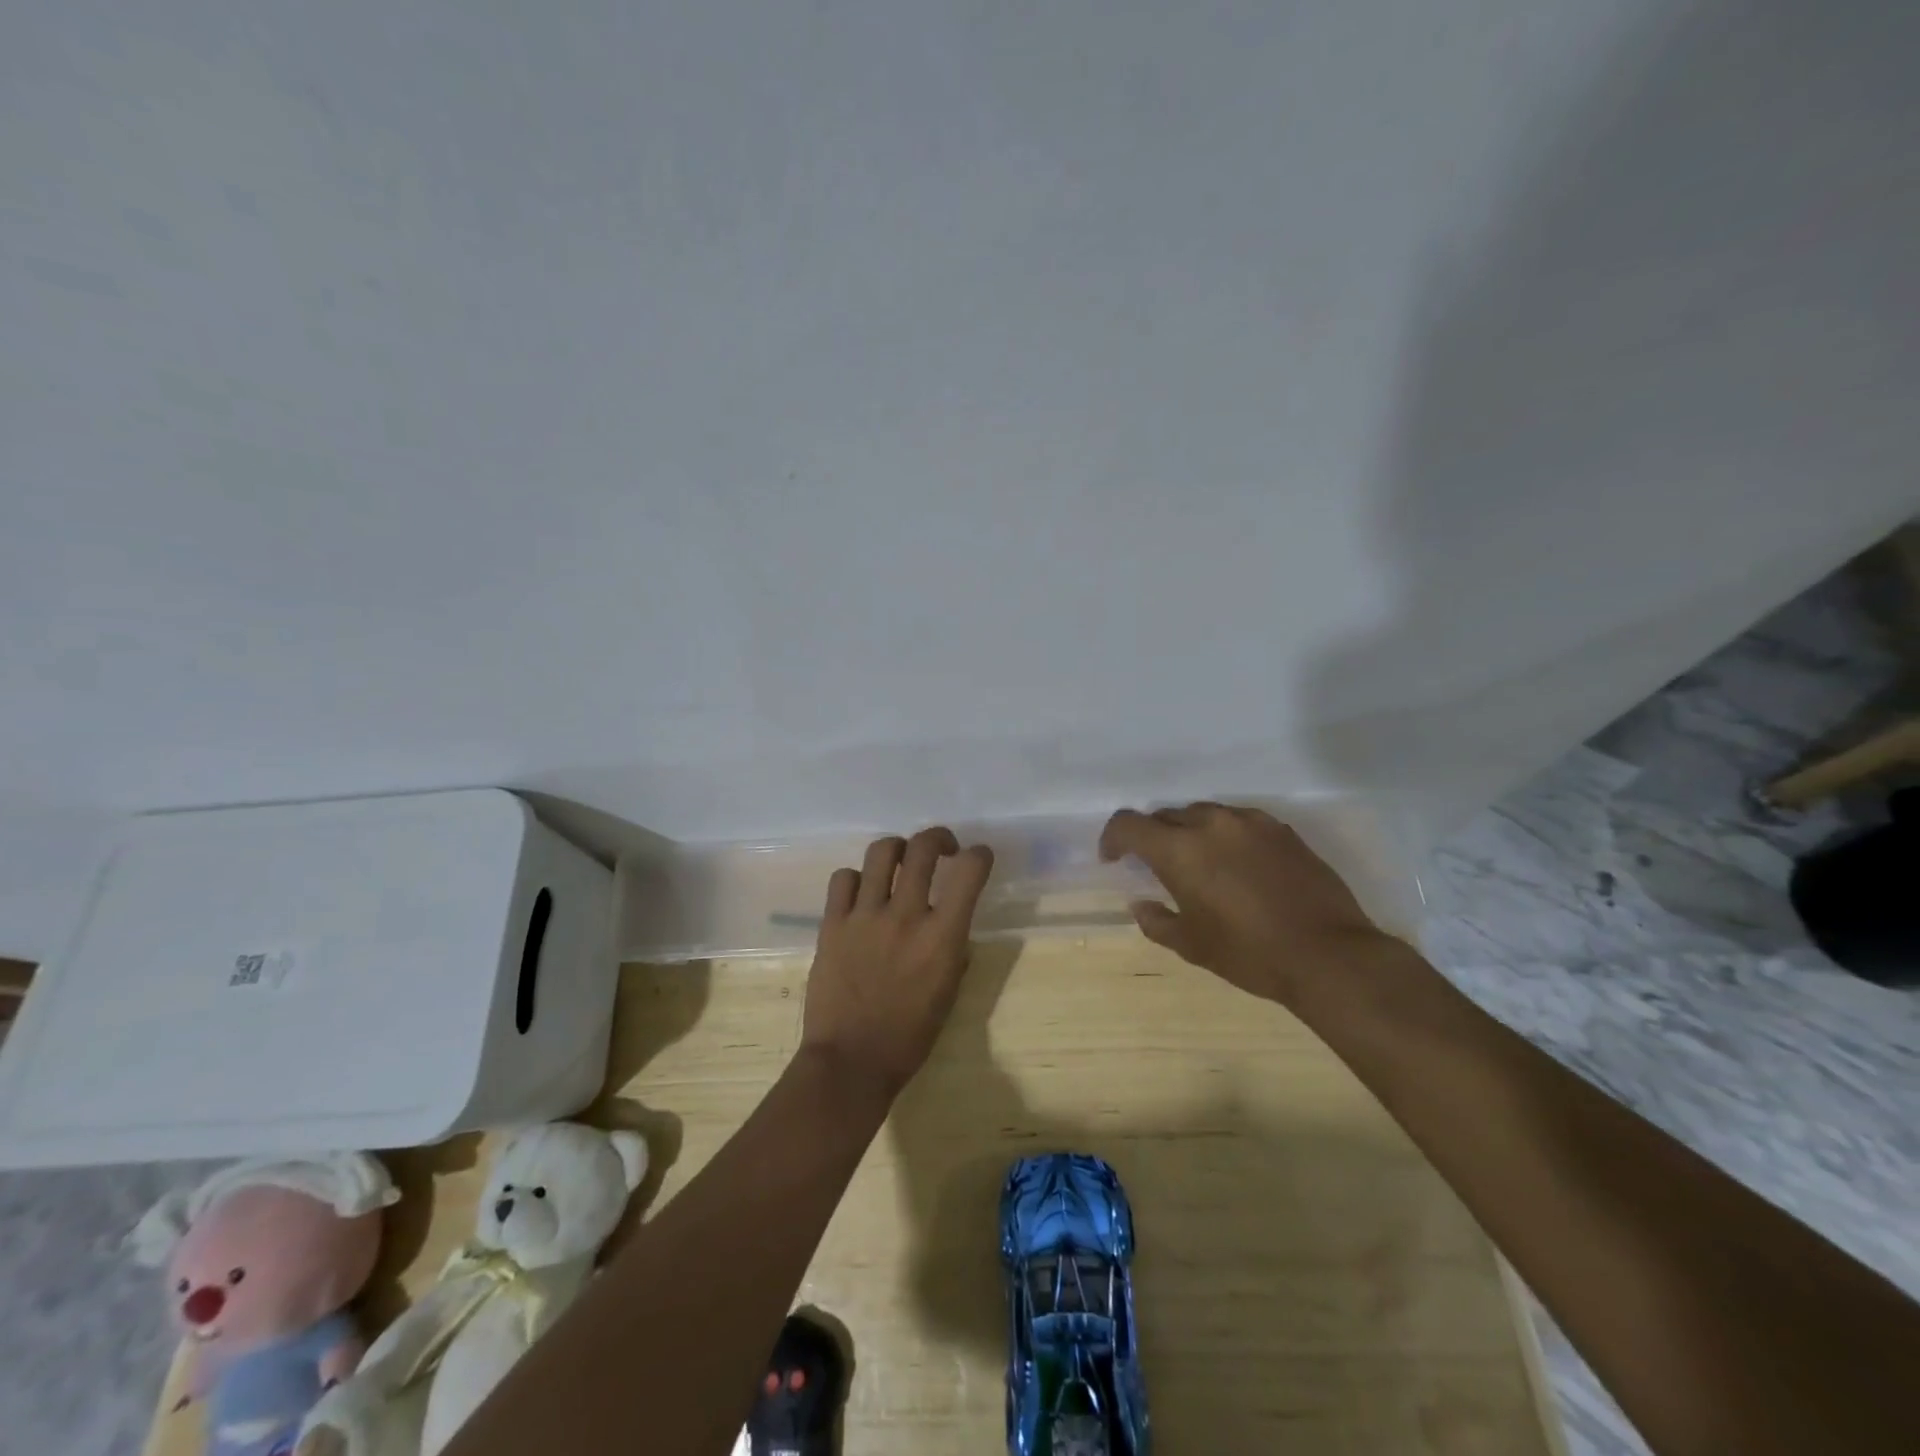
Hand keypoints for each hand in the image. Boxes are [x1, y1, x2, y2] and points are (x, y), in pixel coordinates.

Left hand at [800, 827, 994, 1100]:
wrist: (850, 1061)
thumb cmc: (909, 1036)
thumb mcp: (949, 993)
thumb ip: (953, 949)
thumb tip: (950, 924)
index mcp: (942, 937)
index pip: (969, 872)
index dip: (979, 855)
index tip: (977, 857)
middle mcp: (905, 916)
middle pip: (923, 848)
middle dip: (938, 838)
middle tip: (942, 848)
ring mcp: (865, 916)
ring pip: (882, 852)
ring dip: (898, 849)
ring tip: (900, 862)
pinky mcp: (832, 923)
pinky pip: (844, 878)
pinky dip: (857, 878)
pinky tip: (861, 893)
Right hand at [1099, 802, 1400, 1008]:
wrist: (1328, 955)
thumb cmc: (1250, 954)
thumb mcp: (1192, 946)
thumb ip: (1157, 921)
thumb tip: (1140, 905)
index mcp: (1180, 850)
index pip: (1129, 824)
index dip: (1113, 837)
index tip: (1113, 859)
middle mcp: (1211, 824)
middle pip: (1166, 815)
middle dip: (1152, 836)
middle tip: (1156, 866)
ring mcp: (1250, 822)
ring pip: (1204, 813)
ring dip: (1190, 832)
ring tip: (1199, 861)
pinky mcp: (1281, 829)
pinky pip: (1239, 821)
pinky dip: (1225, 835)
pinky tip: (1237, 863)